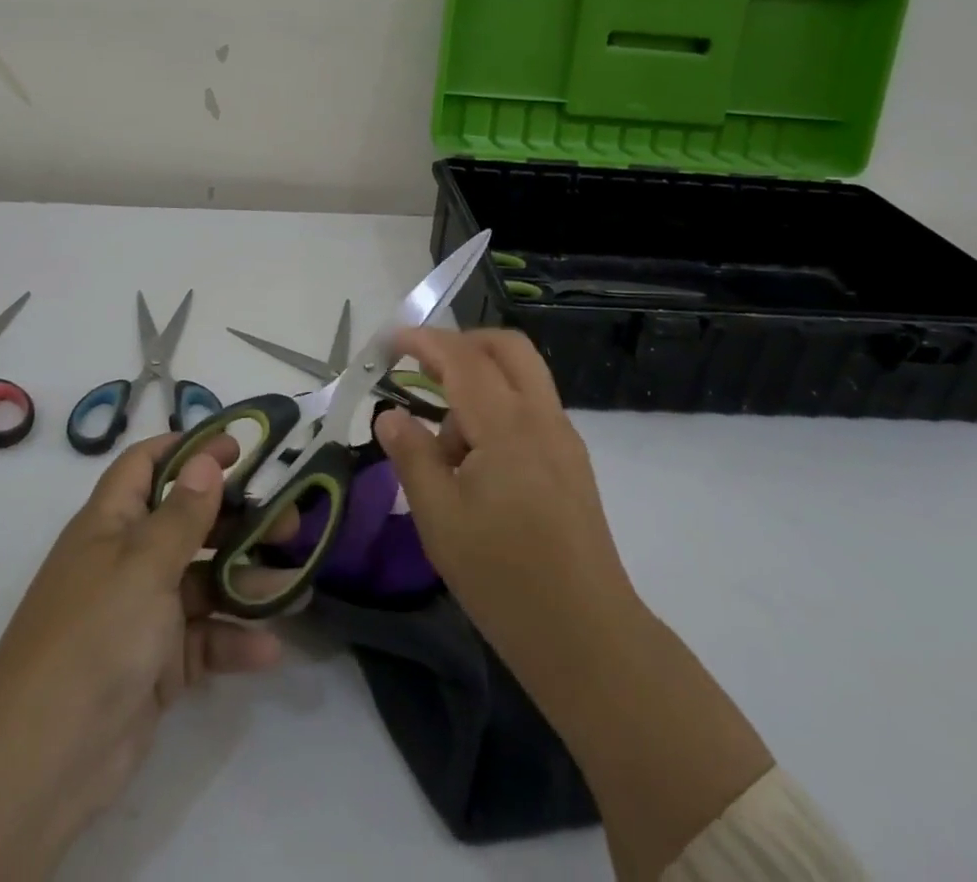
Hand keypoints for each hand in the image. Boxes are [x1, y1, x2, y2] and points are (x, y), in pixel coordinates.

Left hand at [0, 433, 285, 881]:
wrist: (43, 763)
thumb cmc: (94, 637)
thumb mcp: (143, 565)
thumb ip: (183, 514)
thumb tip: (207, 458)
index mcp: (110, 524)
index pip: (147, 465)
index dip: (190, 449)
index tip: (240, 447)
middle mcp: (126, 561)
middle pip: (188, 522)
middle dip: (237, 519)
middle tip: (289, 522)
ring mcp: (142, 615)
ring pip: (203, 583)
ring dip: (246, 583)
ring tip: (294, 585)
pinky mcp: (156, 666)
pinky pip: (203, 640)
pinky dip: (233, 642)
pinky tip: (270, 648)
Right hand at [377, 329, 774, 879]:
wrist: (587, 637)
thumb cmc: (503, 578)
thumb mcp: (439, 518)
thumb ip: (412, 456)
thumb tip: (389, 414)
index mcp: (507, 426)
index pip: (462, 358)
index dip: (424, 340)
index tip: (391, 341)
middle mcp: (542, 417)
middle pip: (507, 347)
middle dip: (462, 343)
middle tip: (422, 368)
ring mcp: (563, 438)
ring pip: (522, 375)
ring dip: (480, 381)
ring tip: (446, 445)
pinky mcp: (572, 461)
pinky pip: (531, 407)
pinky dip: (499, 408)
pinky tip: (476, 462)